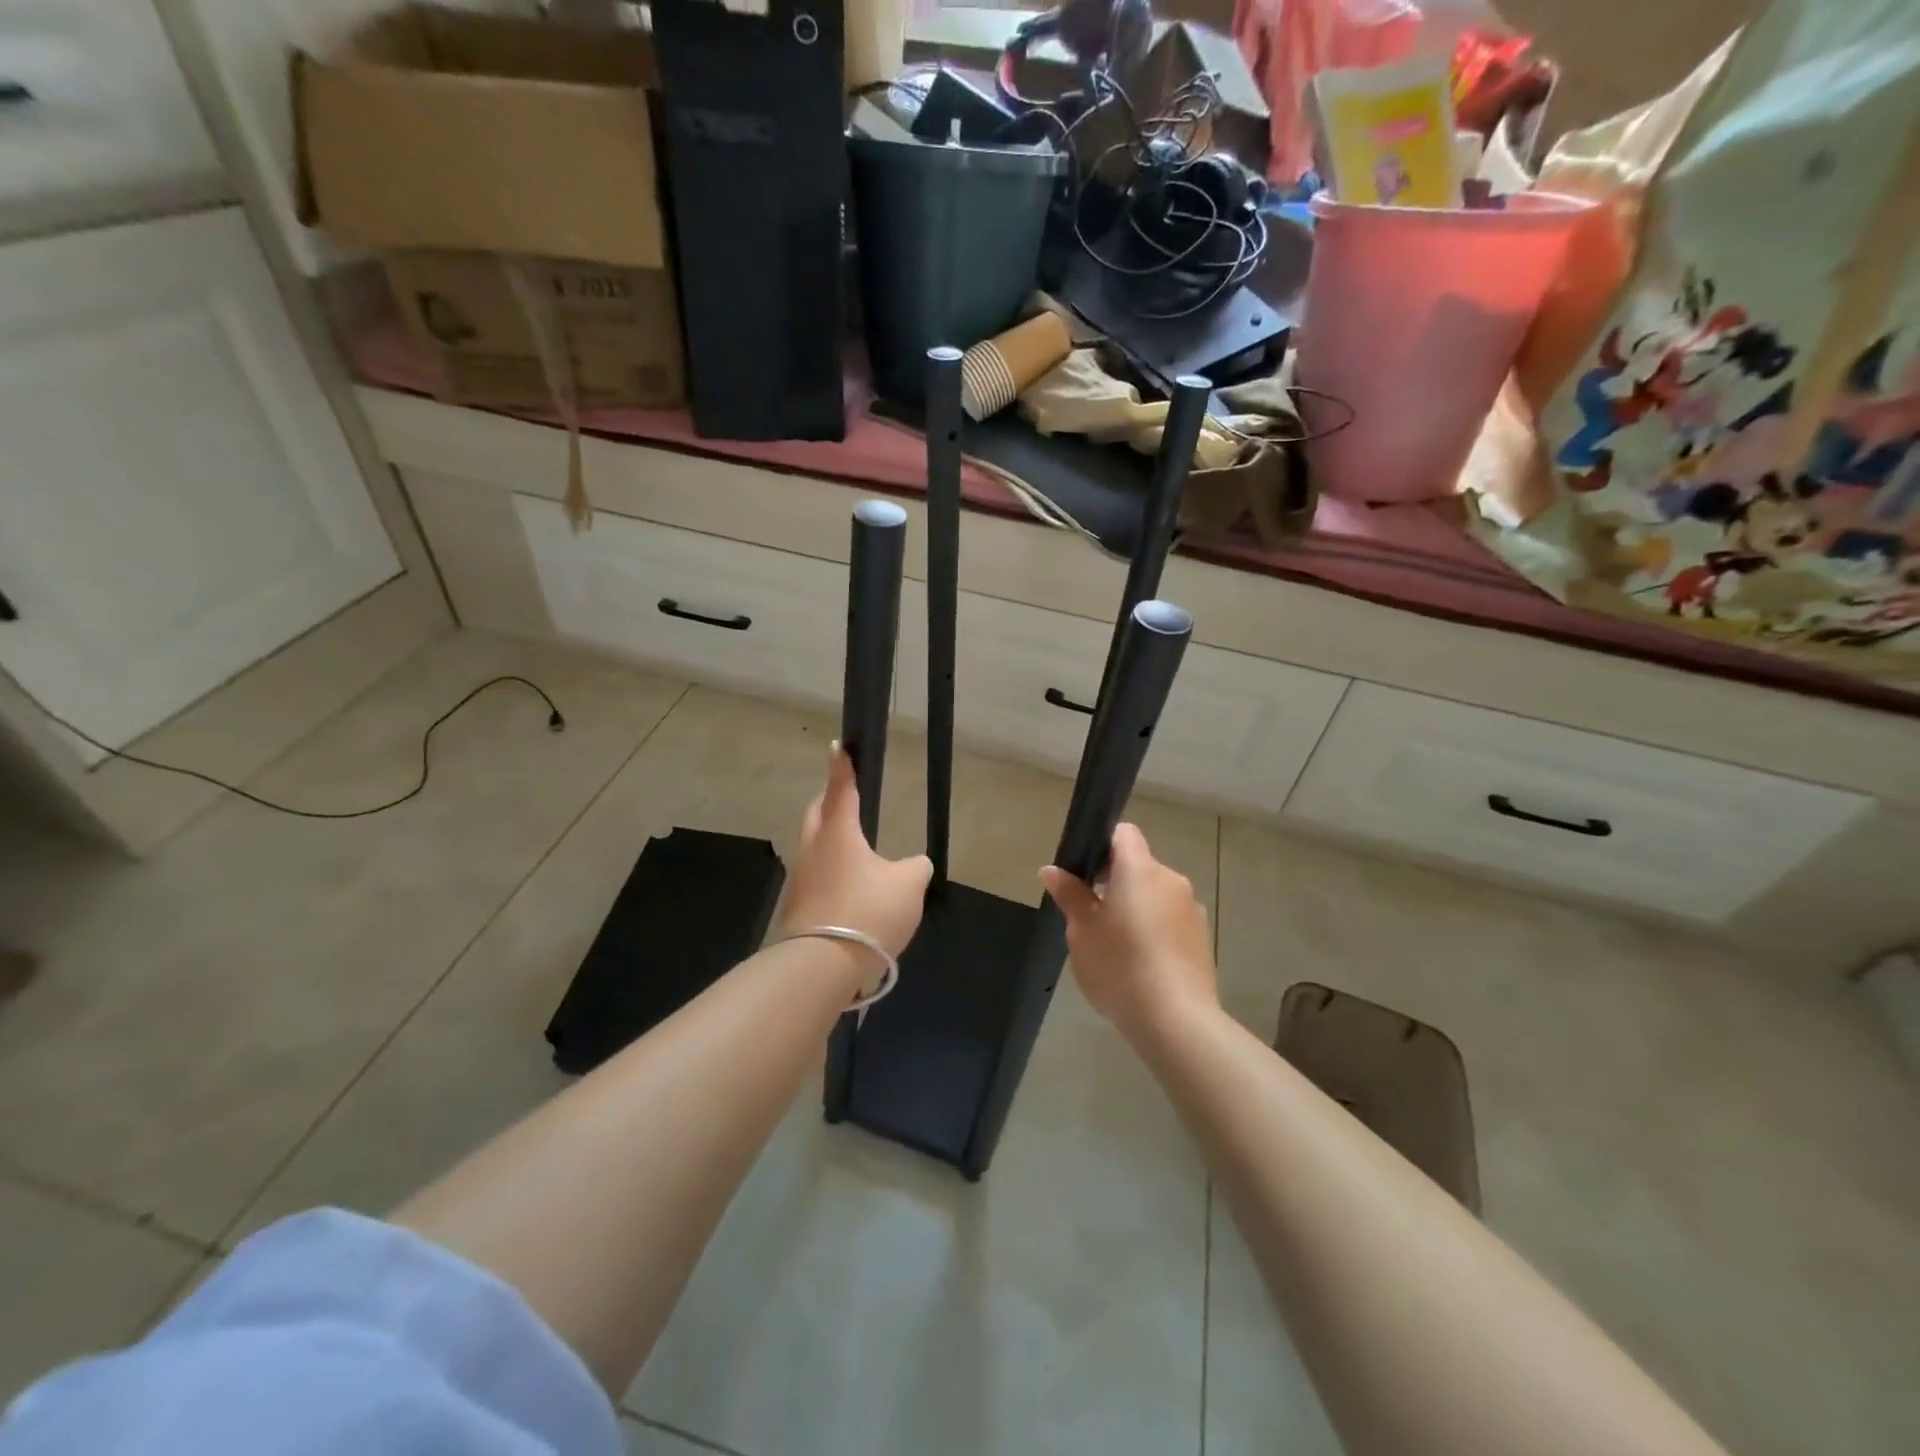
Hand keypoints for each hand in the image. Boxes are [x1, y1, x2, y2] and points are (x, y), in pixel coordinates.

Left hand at [780, 746, 932, 961]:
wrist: (822, 965)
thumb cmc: (868, 912)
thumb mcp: (909, 885)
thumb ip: (916, 868)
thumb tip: (916, 864)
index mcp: (838, 832)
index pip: (840, 789)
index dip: (842, 766)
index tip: (838, 745)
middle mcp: (814, 848)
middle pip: (818, 813)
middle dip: (830, 800)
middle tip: (847, 796)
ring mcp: (801, 878)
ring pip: (814, 845)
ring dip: (829, 837)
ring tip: (853, 844)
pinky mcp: (798, 906)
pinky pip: (816, 875)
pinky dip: (830, 870)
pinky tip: (848, 886)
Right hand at [1040, 822, 1216, 1038]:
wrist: (1177, 1021)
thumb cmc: (1120, 967)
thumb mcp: (1082, 931)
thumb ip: (1069, 895)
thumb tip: (1052, 870)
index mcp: (1140, 870)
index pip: (1124, 834)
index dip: (1102, 845)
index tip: (1085, 873)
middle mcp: (1171, 880)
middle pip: (1139, 866)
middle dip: (1115, 883)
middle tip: (1091, 916)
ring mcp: (1191, 909)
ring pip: (1156, 895)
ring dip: (1136, 908)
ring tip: (1116, 946)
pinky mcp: (1202, 938)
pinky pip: (1171, 921)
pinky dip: (1155, 931)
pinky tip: (1141, 965)